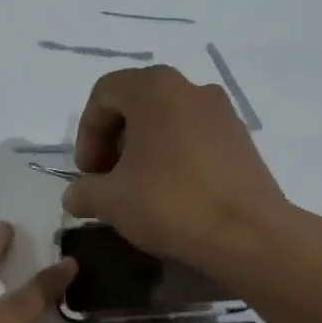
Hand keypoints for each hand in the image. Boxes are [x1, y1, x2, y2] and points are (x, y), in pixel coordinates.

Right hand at [63, 65, 290, 266]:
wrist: (247, 234)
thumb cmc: (170, 204)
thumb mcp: (110, 201)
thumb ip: (83, 191)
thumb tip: (74, 196)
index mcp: (154, 89)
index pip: (104, 94)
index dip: (87, 133)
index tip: (88, 173)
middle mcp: (190, 88)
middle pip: (137, 103)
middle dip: (114, 140)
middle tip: (107, 179)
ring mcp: (221, 112)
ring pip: (167, 120)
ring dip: (144, 148)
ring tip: (138, 189)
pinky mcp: (241, 139)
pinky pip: (194, 136)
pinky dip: (174, 156)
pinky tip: (171, 194)